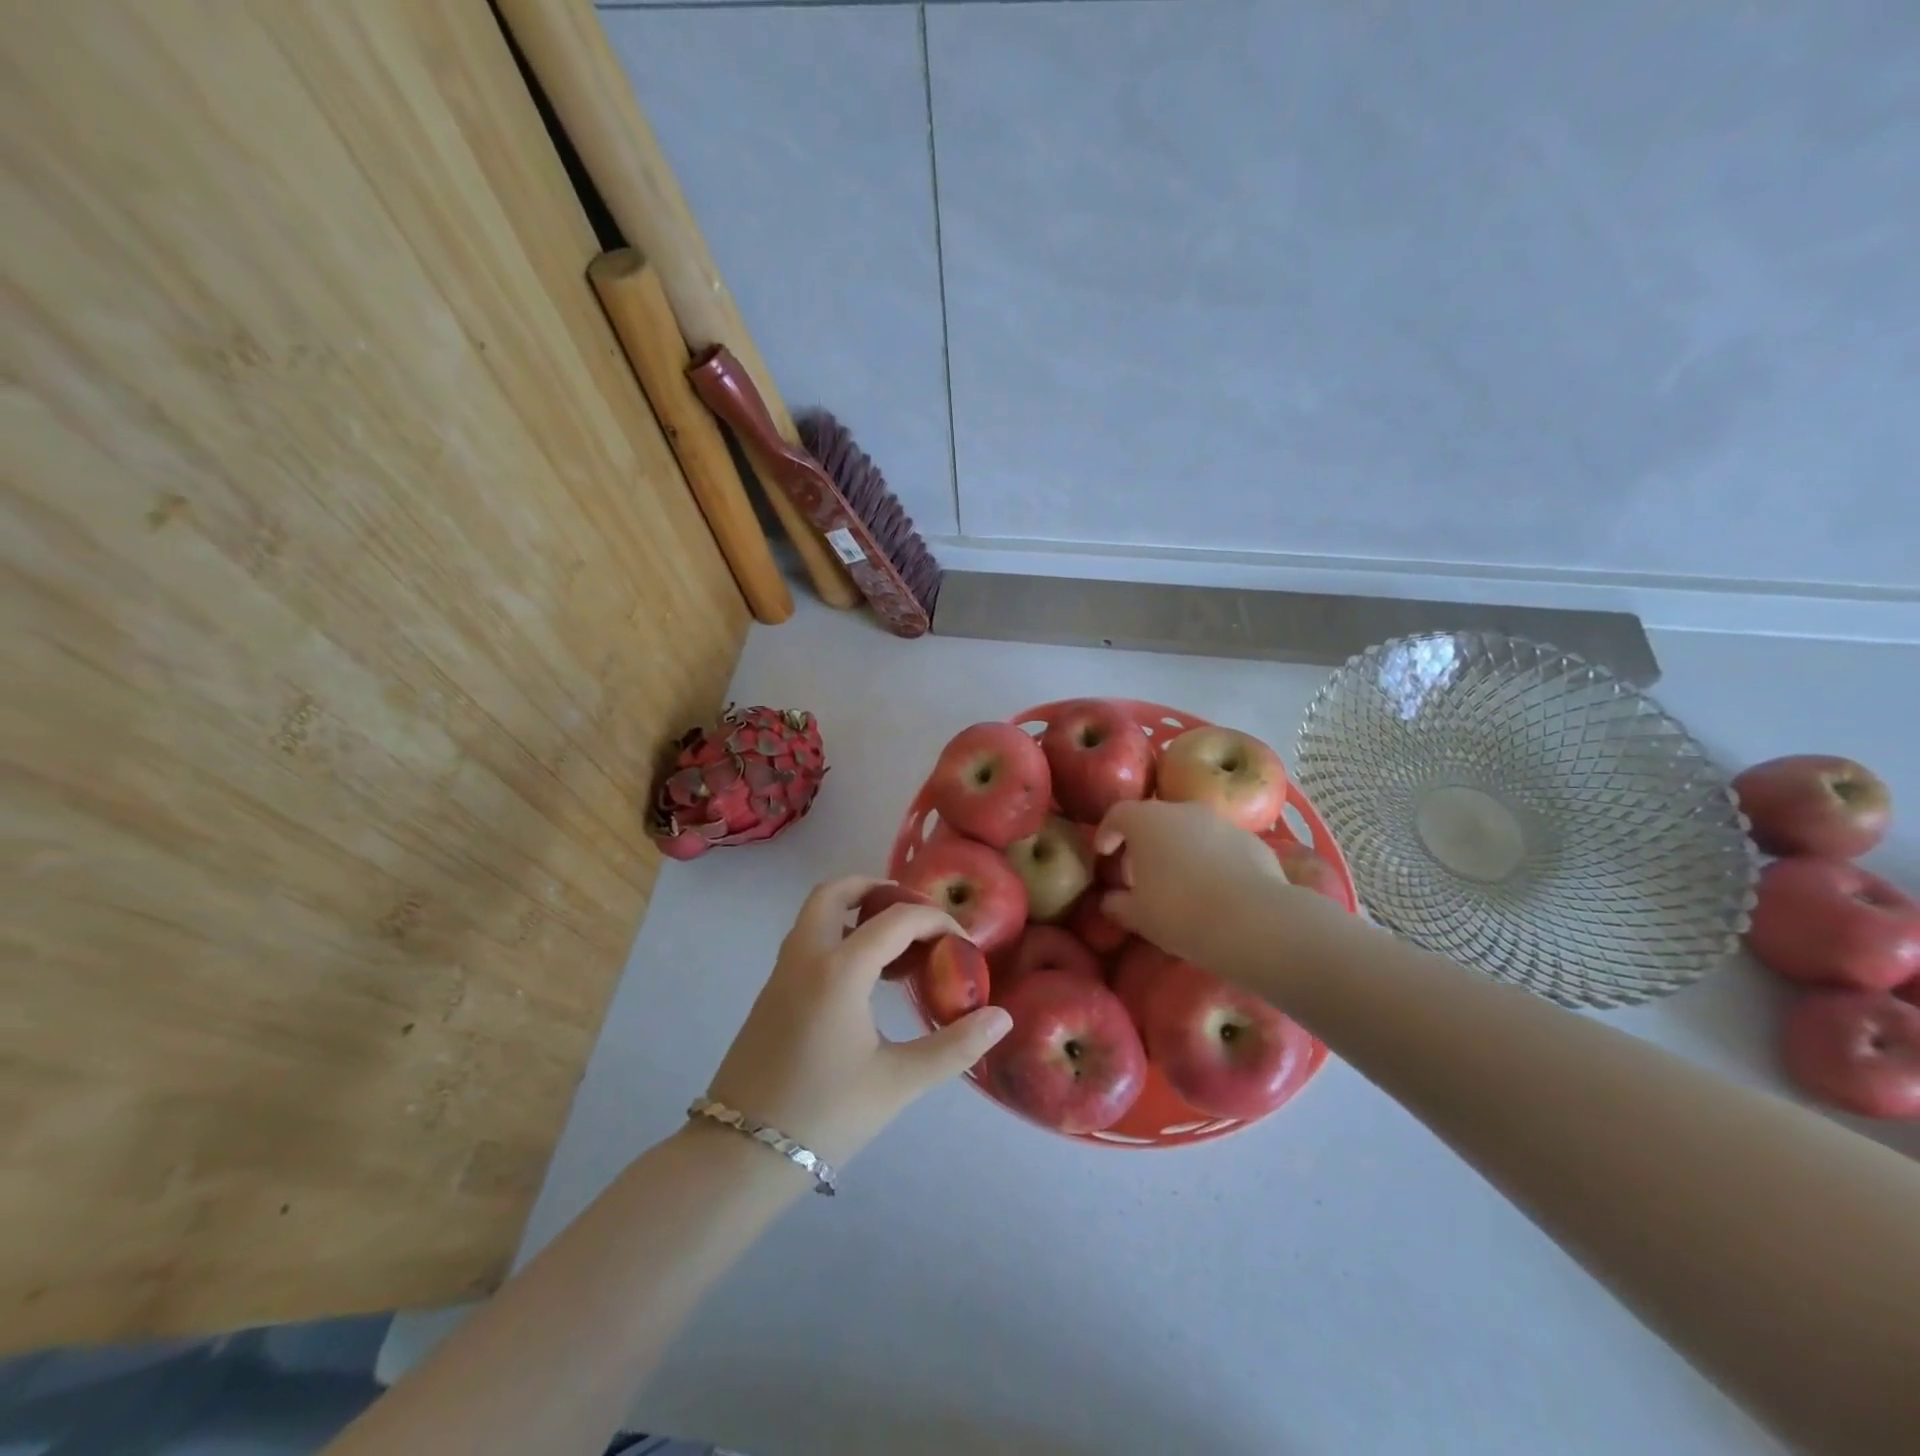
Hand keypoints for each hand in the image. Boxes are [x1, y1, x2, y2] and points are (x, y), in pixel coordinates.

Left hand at [704, 877, 1011, 1166]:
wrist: (740, 1155)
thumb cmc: (825, 1115)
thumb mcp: (898, 1083)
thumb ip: (954, 1047)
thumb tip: (1002, 1018)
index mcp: (839, 970)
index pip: (895, 920)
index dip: (934, 921)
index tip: (962, 942)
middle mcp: (805, 957)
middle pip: (835, 892)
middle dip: (875, 888)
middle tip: (911, 912)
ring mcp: (781, 974)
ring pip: (814, 915)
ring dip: (852, 910)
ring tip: (893, 942)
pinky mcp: (770, 994)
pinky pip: (806, 941)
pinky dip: (835, 935)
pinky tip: (862, 978)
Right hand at [1095, 800, 1330, 970]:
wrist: (1254, 921)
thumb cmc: (1180, 912)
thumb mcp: (1138, 916)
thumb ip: (1117, 904)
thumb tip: (1109, 900)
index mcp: (1146, 821)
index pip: (1117, 814)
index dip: (1107, 833)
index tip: (1104, 855)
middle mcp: (1183, 810)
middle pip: (1155, 819)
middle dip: (1145, 843)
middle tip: (1140, 874)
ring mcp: (1221, 822)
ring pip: (1191, 830)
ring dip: (1180, 849)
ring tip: (1180, 883)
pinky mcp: (1253, 840)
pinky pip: (1221, 846)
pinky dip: (1212, 860)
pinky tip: (1215, 890)